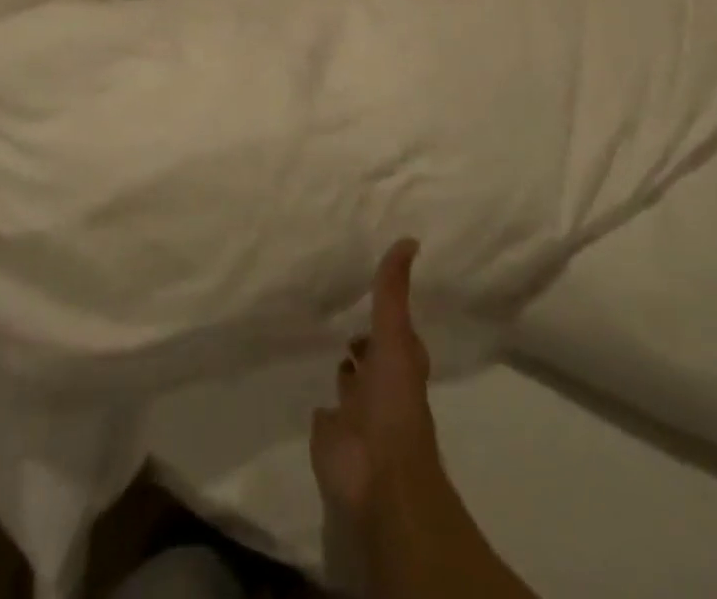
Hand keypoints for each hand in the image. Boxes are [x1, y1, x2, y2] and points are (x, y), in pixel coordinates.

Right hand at [310, 239, 441, 526]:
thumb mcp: (395, 336)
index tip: (369, 283)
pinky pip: (324, 412)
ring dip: (343, 368)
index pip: (395, 330)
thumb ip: (394, 291)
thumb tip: (411, 239)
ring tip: (318, 335)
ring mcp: (355, 412)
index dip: (387, 311)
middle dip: (361, 338)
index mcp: (399, 363)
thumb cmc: (393, 403)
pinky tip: (306, 382)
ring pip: (349, 382)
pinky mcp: (330, 433)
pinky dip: (319, 401)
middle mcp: (380, 385)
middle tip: (338, 306)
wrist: (377, 478)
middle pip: (371, 356)